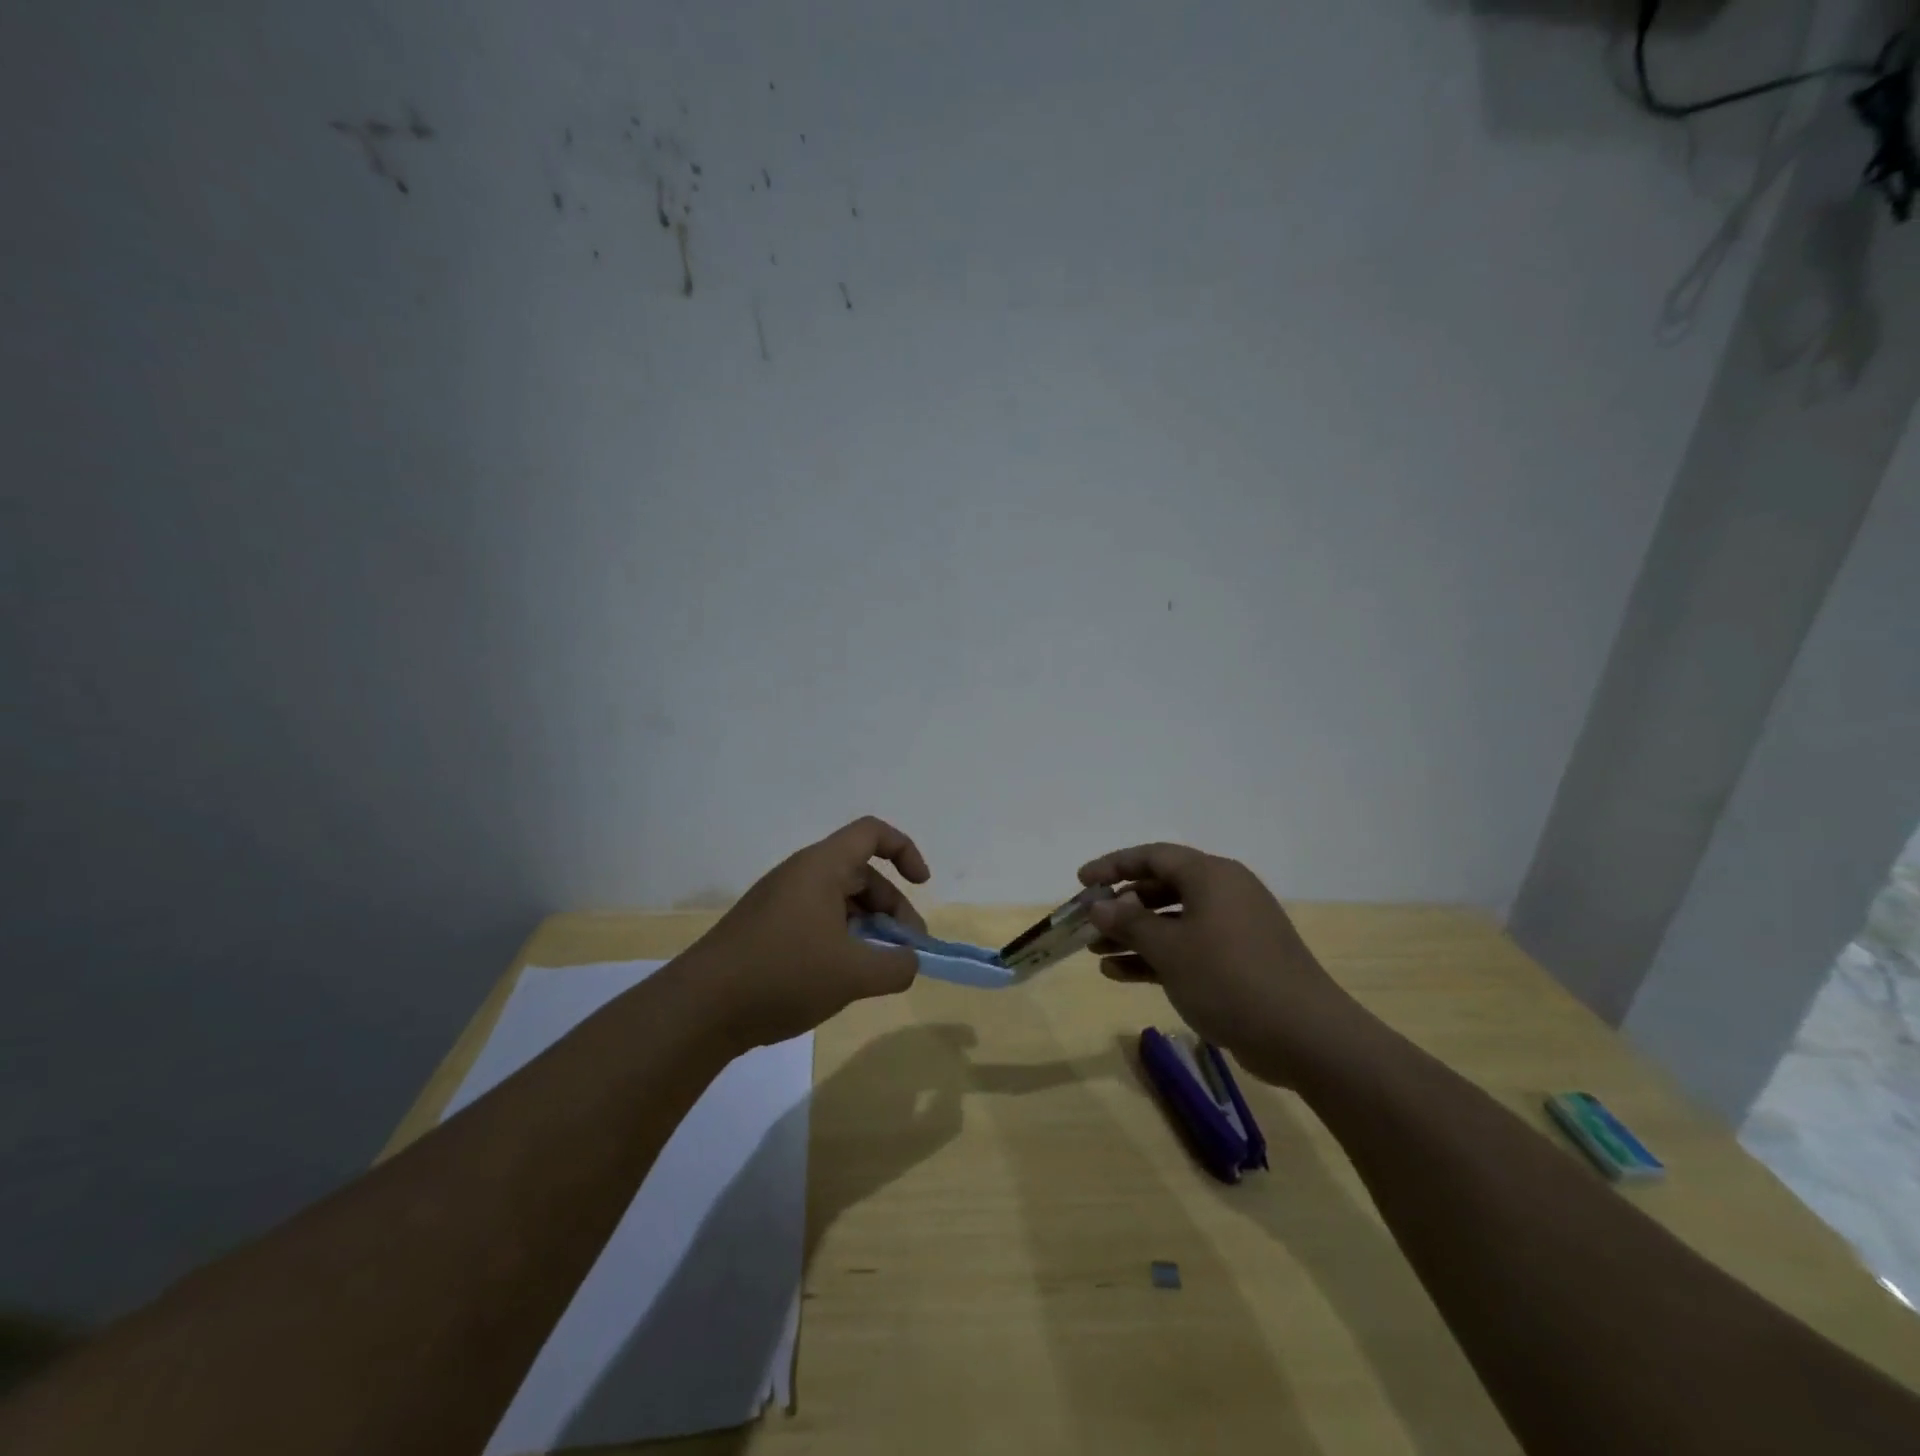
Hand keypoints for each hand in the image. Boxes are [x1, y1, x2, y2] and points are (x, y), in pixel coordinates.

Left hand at [679, 817, 931, 1049]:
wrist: (700, 1008)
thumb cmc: (783, 975)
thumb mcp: (853, 974)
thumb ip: (896, 966)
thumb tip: (910, 961)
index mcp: (821, 867)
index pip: (872, 833)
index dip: (905, 850)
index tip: (923, 885)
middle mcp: (801, 875)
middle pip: (861, 873)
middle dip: (892, 908)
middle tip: (907, 951)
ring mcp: (780, 901)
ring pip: (840, 901)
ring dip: (868, 928)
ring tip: (878, 969)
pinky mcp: (766, 929)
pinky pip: (817, 920)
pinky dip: (841, 939)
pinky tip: (843, 977)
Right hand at [1078, 843, 1374, 1085]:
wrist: (1304, 1036)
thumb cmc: (1229, 978)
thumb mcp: (1170, 948)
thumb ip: (1129, 922)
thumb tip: (1099, 905)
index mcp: (1211, 876)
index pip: (1153, 856)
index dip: (1113, 865)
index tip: (1081, 881)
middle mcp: (1223, 894)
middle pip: (1161, 888)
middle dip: (1121, 906)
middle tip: (1087, 921)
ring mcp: (1233, 929)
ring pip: (1172, 922)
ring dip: (1134, 935)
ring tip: (1096, 952)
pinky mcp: (1238, 961)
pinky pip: (1188, 948)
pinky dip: (1157, 957)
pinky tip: (1121, 974)